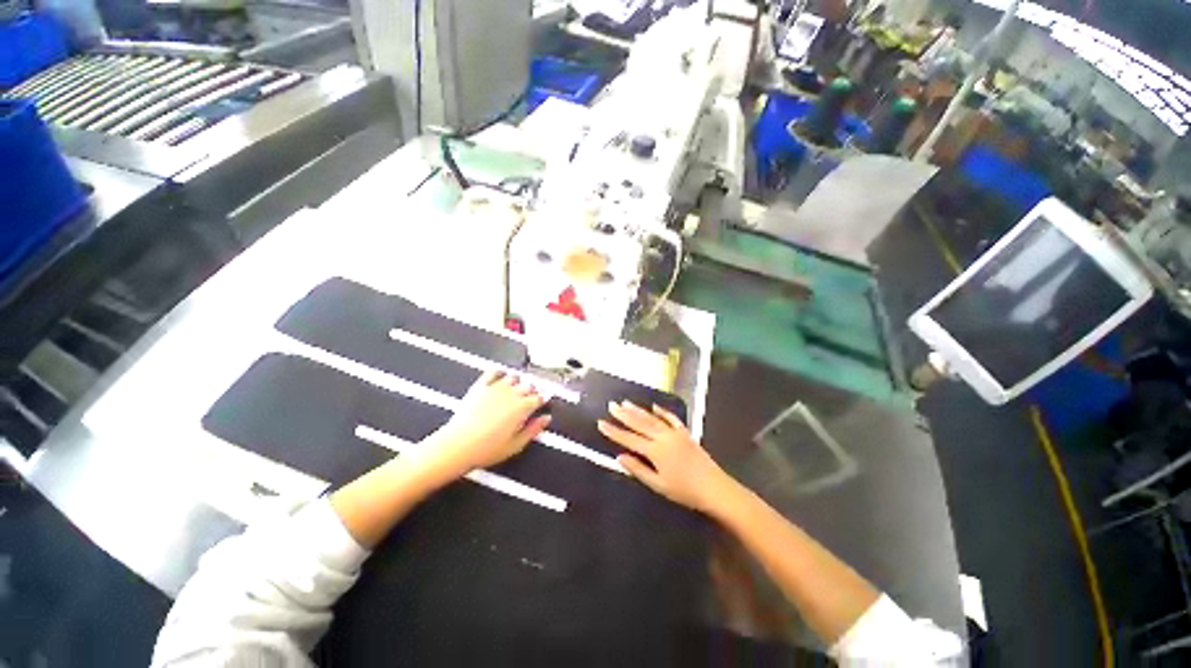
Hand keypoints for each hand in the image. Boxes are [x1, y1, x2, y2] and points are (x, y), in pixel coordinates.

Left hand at [428, 370, 550, 474]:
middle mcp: (511, 394)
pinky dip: (499, 372)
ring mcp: (495, 388)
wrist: (457, 446)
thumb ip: (534, 430)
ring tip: (517, 389)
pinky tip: (501, 376)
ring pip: (513, 377)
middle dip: (532, 391)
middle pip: (528, 385)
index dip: (543, 399)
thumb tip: (546, 419)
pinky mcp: (480, 386)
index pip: (539, 398)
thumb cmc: (486, 449)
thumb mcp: (516, 445)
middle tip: (530, 398)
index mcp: (522, 408)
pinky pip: (493, 372)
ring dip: (518, 382)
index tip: (543, 402)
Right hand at [598, 401, 731, 512]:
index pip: (629, 439)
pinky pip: (671, 419)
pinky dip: (662, 411)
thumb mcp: (658, 485)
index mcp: (655, 451)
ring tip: (626, 402)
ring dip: (638, 410)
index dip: (614, 432)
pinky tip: (654, 406)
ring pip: (653, 419)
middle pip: (640, 424)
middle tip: (611, 406)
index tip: (601, 423)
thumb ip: (638, 469)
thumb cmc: (684, 491)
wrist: (714, 488)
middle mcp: (663, 437)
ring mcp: (675, 433)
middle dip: (624, 415)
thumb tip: (620, 457)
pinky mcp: (685, 433)